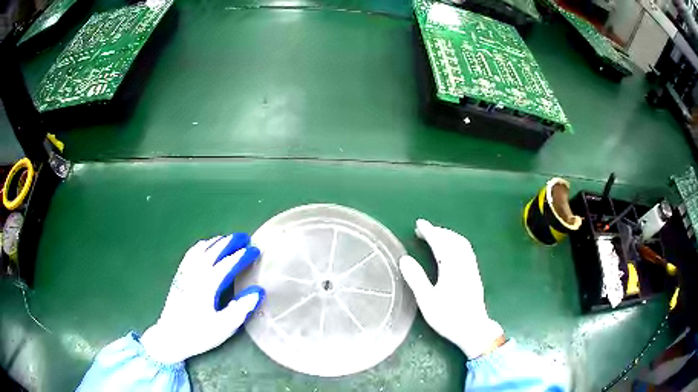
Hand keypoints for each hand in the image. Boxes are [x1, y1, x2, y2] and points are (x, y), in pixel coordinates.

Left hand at [141, 233, 264, 363]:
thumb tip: (258, 290)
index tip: (255, 250)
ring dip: (216, 242)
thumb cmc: (199, 334)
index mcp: (208, 285)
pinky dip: (201, 247)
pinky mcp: (179, 276)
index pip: (227, 263)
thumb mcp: (223, 326)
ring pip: (201, 250)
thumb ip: (241, 308)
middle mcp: (196, 274)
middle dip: (230, 242)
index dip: (242, 255)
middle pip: (213, 251)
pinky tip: (204, 246)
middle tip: (244, 237)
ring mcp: (185, 273)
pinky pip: (190, 254)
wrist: (170, 337)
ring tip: (228, 240)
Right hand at [399, 219, 503, 358]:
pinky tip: (450, 251)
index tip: (419, 224)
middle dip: (439, 231)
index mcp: (452, 268)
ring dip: (449, 236)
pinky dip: (456, 244)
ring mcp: (472, 269)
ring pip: (462, 245)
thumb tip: (404, 259)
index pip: (440, 243)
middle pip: (454, 240)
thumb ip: (416, 279)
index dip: (429, 232)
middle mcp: (464, 264)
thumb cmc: (448, 317)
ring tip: (436, 237)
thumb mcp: (427, 301)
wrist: (473, 329)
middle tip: (424, 230)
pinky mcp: (475, 275)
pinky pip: (466, 251)